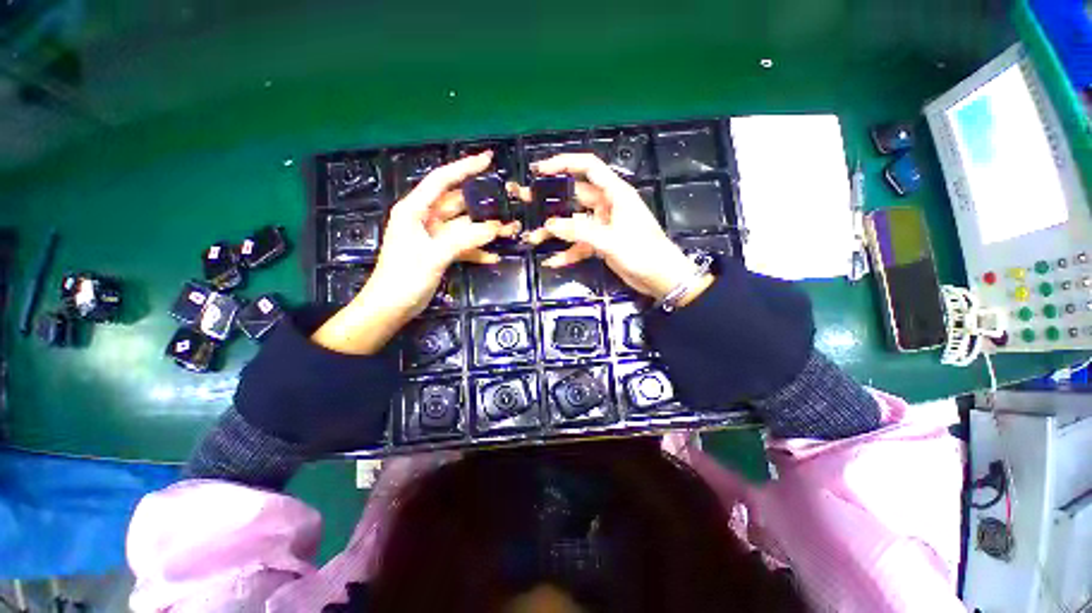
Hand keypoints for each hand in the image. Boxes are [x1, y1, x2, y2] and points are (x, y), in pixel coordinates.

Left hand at [312, 152, 519, 353]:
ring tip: (510, 230)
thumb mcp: (434, 255)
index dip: (464, 168)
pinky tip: (494, 257)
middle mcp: (425, 219)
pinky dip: (477, 251)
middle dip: (483, 205)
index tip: (488, 160)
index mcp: (415, 210)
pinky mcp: (440, 253)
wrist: (391, 308)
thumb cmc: (404, 278)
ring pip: (464, 227)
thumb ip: (464, 240)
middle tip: (508, 203)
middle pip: (458, 204)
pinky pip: (463, 246)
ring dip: (485, 230)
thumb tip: (494, 228)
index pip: (442, 180)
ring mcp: (434, 237)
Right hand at [511, 153, 711, 301]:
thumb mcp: (610, 240)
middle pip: (575, 196)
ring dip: (555, 231)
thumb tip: (549, 225)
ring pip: (574, 223)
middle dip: (551, 200)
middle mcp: (607, 205)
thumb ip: (579, 231)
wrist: (661, 279)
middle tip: (526, 200)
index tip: (540, 170)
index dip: (564, 163)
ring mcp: (603, 226)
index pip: (588, 167)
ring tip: (532, 237)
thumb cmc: (643, 253)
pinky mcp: (601, 243)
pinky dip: (567, 252)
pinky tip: (552, 261)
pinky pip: (580, 244)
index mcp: (615, 194)